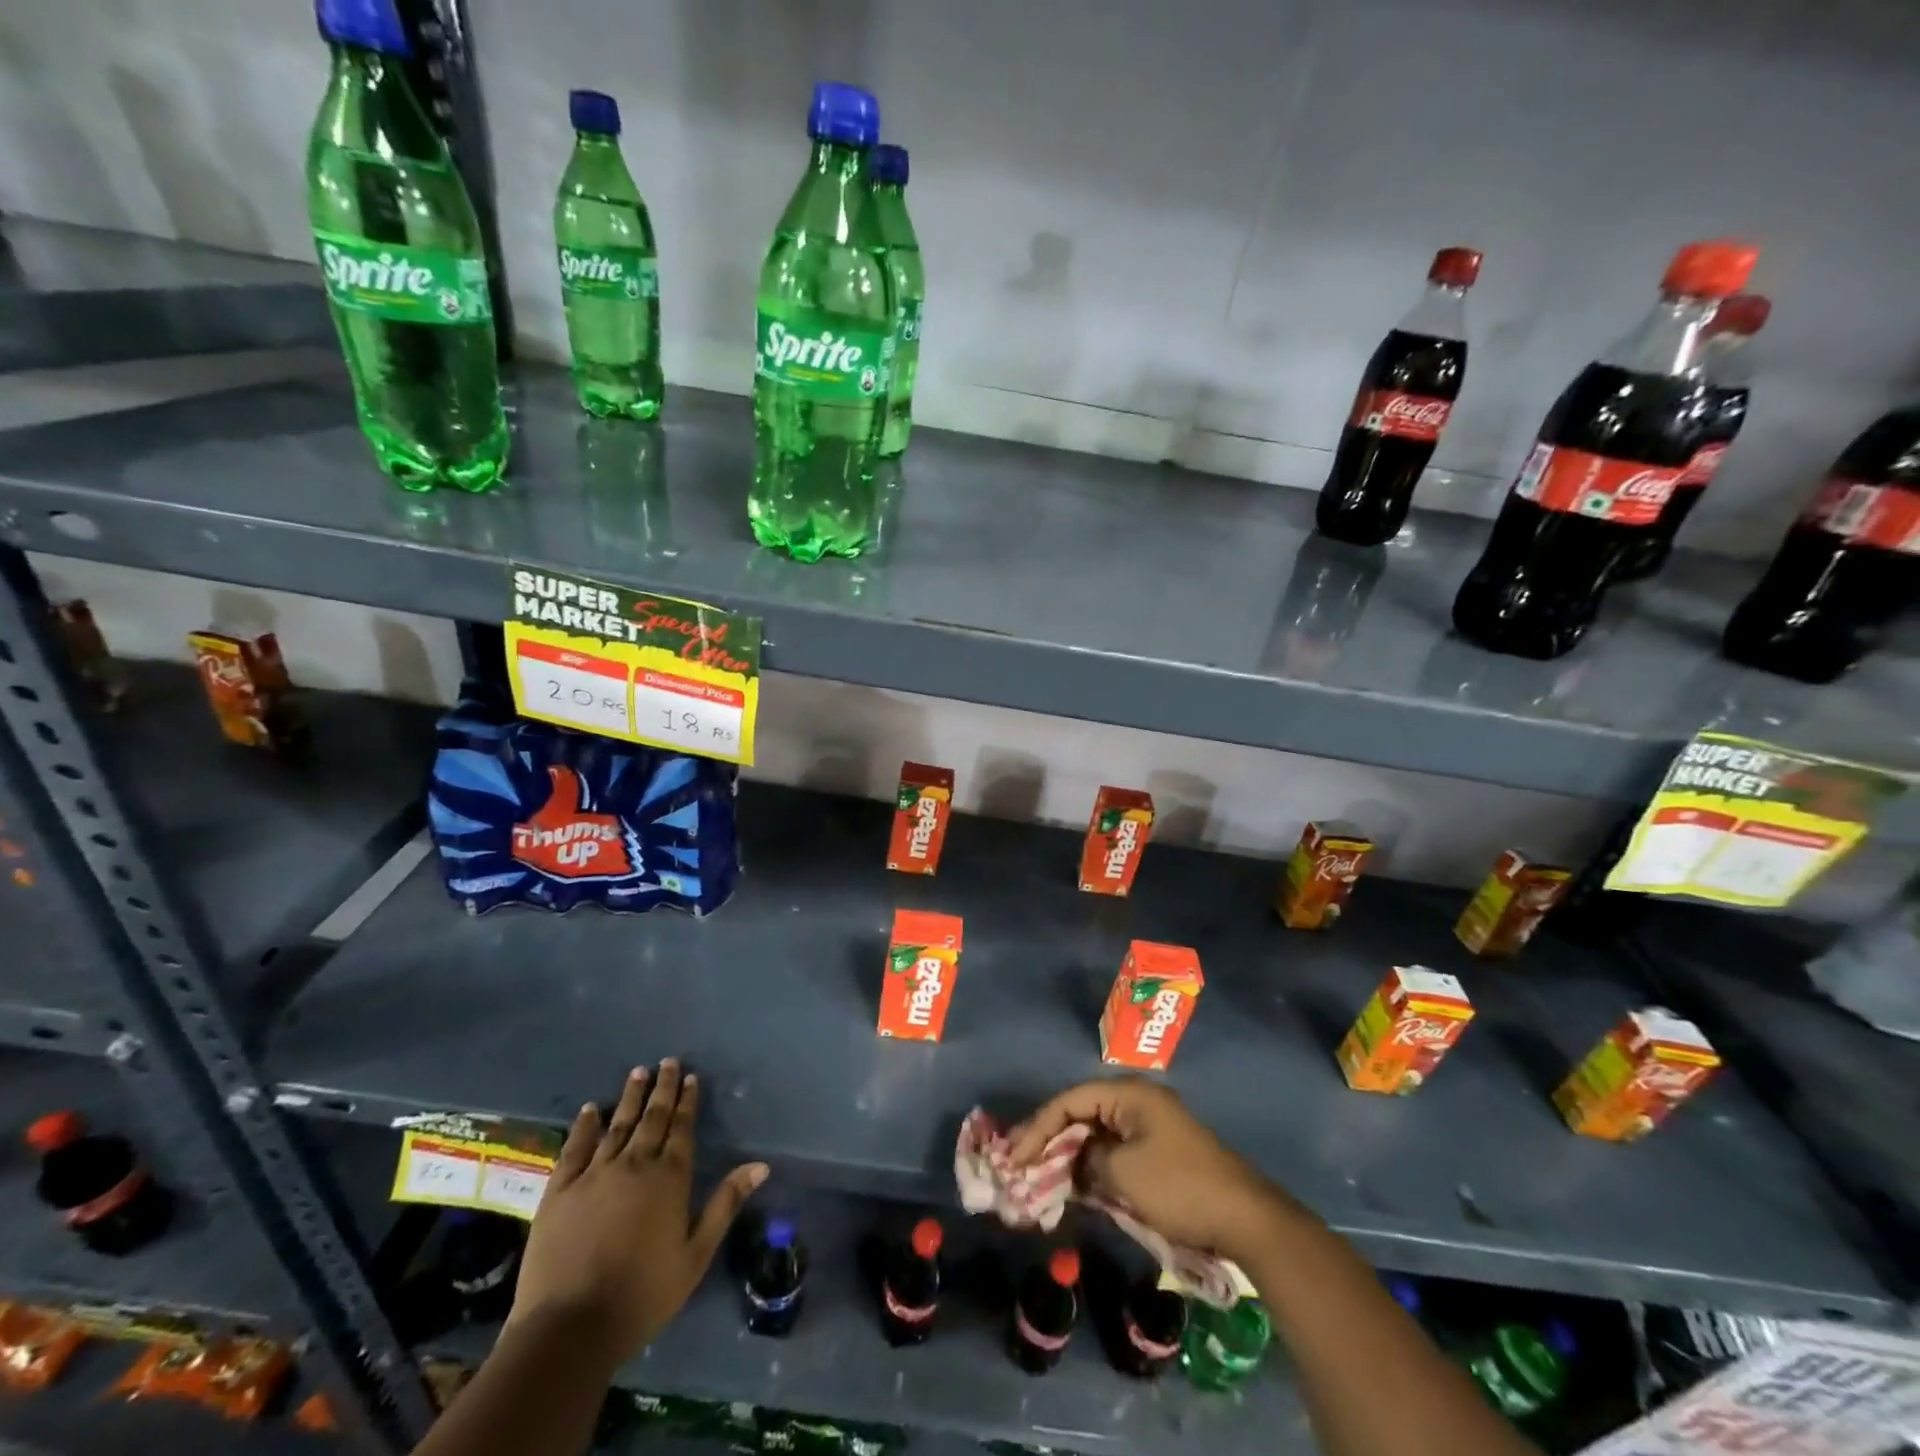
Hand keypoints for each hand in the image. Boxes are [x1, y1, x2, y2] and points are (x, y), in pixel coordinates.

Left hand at [508, 1059, 766, 1364]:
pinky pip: (574, 1148)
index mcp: (669, 1178)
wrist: (570, 1328)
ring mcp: (594, 1174)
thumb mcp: (695, 1255)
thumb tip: (760, 1165)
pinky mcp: (559, 1191)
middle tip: (667, 1062)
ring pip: (617, 1125)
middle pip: (652, 1118)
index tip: (689, 1077)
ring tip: (637, 1072)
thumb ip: (725, 1205)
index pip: (681, 1129)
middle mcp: (634, 1164)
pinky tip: (590, 1109)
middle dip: (662, 1089)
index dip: (687, 1102)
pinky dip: (584, 1126)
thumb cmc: (642, 1295)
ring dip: (629, 1098)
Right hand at [1010, 1078, 1282, 1260]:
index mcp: (1129, 1095)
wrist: (1245, 1220)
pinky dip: (1092, 1169)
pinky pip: (1114, 1154)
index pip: (1070, 1100)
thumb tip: (1078, 1164)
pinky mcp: (1159, 1155)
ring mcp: (1150, 1128)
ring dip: (1069, 1156)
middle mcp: (1137, 1103)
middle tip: (1019, 1163)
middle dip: (1050, 1139)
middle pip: (1082, 1114)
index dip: (1038, 1126)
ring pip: (1096, 1135)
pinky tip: (1074, 1188)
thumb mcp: (1123, 1175)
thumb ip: (1088, 1162)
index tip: (1014, 1154)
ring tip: (1038, 1177)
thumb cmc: (1179, 1187)